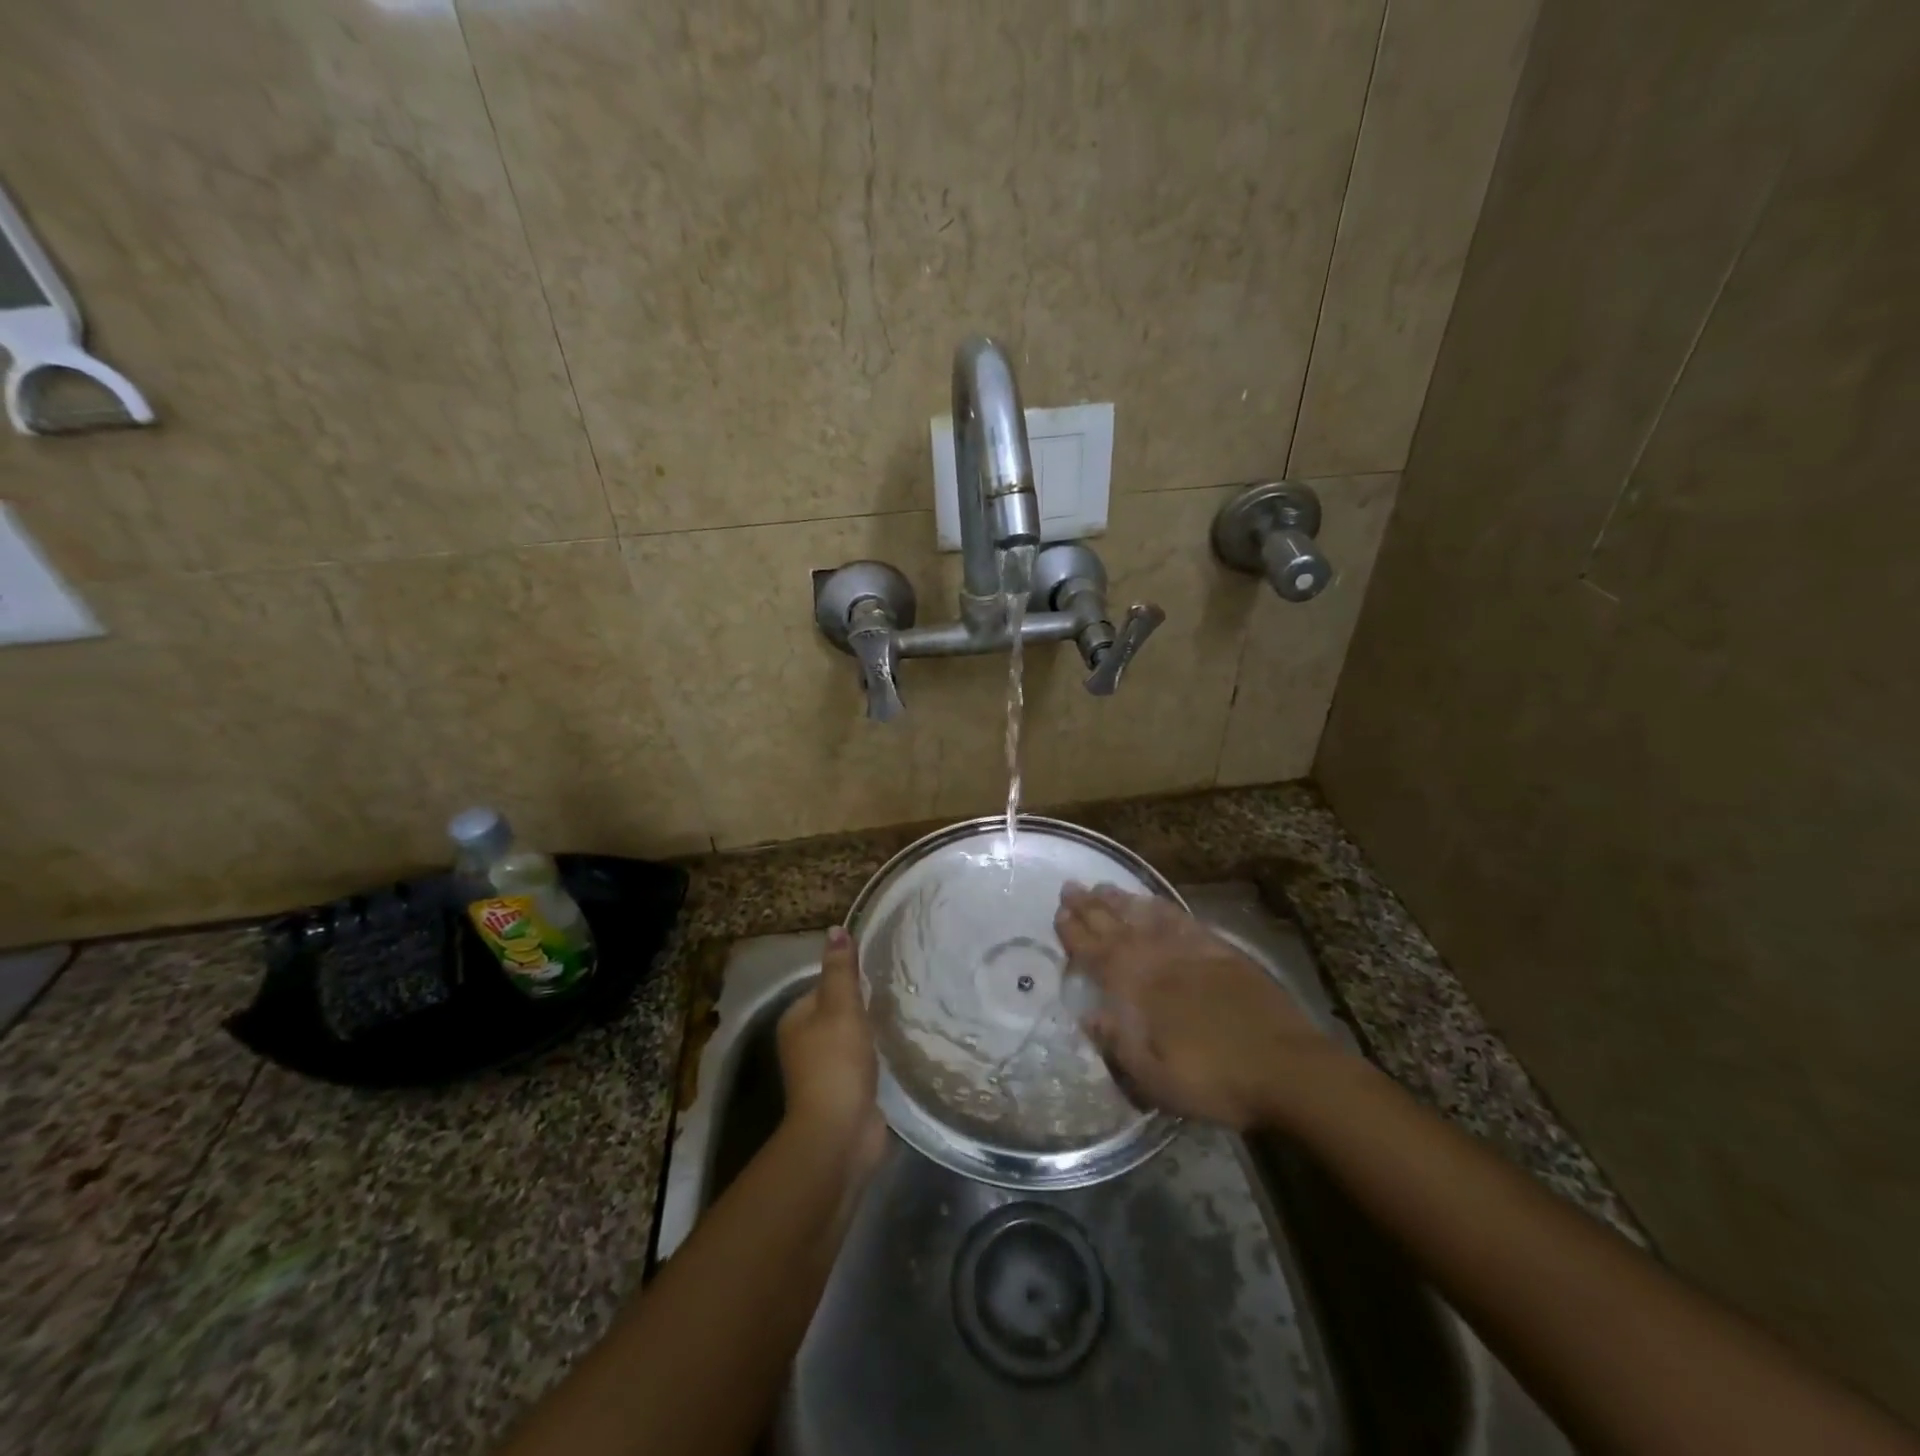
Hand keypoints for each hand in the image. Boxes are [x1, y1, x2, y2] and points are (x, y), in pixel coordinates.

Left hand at [777, 927, 887, 1179]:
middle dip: (863, 1006)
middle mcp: (803, 1044)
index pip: (824, 986)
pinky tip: (897, 1050)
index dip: (850, 979)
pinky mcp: (845, 1093)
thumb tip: (836, 929)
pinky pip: (863, 1064)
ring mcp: (824, 1072)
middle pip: (837, 1013)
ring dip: (871, 1033)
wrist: (840, 1134)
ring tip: (902, 1017)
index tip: (880, 973)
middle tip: (897, 993)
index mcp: (795, 1020)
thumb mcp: (841, 1007)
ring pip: (851, 1039)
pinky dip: (877, 1057)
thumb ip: (841, 970)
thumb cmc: (836, 1062)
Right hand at [1056, 883, 1338, 1129]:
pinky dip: (1161, 907)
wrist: (1286, 1067)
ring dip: (1120, 901)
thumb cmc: (1216, 1080)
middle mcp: (1158, 960)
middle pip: (1116, 927)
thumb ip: (1118, 1044)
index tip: (1058, 914)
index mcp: (1138, 989)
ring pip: (1145, 916)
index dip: (1075, 934)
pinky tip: (1152, 901)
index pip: (1096, 954)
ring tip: (1101, 886)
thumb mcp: (1156, 1079)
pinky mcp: (1219, 949)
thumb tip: (1088, 1016)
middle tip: (1070, 887)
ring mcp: (1190, 950)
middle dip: (1089, 907)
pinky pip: (1181, 919)